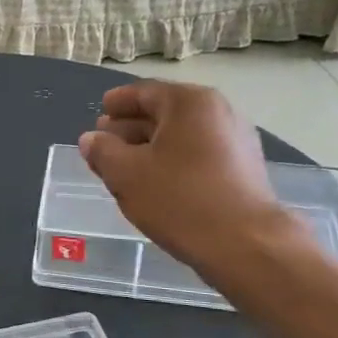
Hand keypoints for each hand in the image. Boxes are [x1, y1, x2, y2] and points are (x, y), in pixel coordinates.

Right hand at [79, 81, 314, 277]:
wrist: (245, 244)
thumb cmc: (179, 199)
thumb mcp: (126, 174)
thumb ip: (102, 151)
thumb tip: (91, 139)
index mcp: (189, 102)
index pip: (144, 92)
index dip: (117, 103)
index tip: (100, 112)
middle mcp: (218, 112)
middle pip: (165, 112)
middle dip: (132, 127)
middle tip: (106, 142)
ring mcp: (236, 140)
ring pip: (182, 136)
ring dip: (152, 147)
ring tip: (126, 166)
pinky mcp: (244, 169)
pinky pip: (199, 154)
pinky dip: (174, 161)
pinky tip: (157, 183)